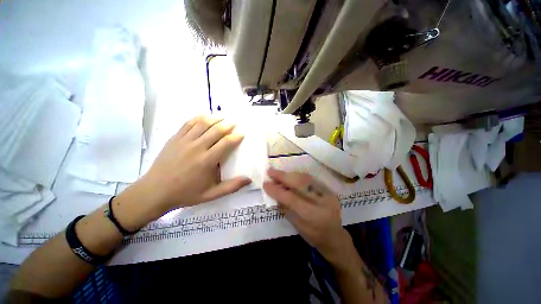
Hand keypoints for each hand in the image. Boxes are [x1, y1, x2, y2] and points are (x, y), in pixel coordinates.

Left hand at [137, 115, 251, 212]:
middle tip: (235, 123)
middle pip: (216, 130)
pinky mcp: (174, 138)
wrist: (155, 191)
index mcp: (207, 161)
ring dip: (215, 118)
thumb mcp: (211, 195)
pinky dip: (198, 118)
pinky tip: (205, 117)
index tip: (242, 134)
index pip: (226, 143)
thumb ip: (231, 187)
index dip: (236, 136)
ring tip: (223, 117)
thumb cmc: (186, 193)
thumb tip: (249, 179)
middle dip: (228, 125)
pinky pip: (188, 123)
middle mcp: (197, 148)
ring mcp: (184, 141)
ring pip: (203, 124)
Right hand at [263, 168, 350, 260]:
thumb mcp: (296, 226)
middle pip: (300, 184)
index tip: (265, 184)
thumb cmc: (313, 236)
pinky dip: (297, 176)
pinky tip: (289, 175)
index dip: (277, 191)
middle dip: (283, 176)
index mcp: (314, 216)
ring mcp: (328, 194)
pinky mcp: (329, 189)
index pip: (292, 199)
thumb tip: (273, 191)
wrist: (334, 236)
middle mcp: (323, 202)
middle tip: (270, 171)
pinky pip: (311, 179)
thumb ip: (285, 208)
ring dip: (289, 174)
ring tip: (277, 173)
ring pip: (306, 178)